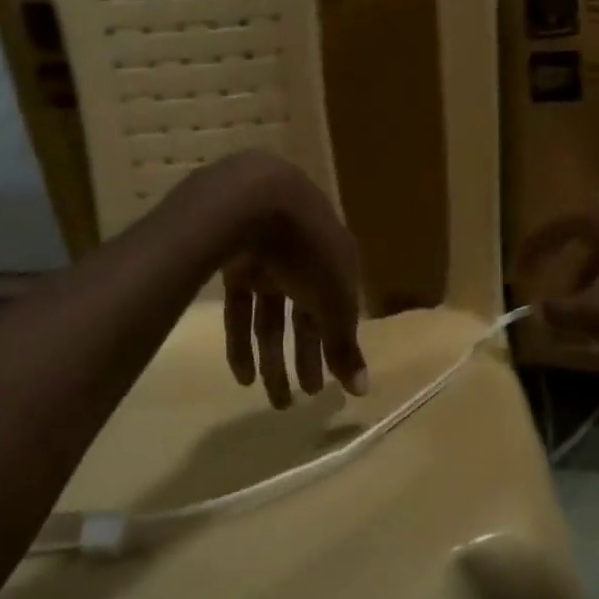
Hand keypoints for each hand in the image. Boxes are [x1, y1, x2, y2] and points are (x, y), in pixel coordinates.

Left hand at [185, 152, 367, 407]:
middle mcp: (306, 264)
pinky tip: (243, 376)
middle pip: (306, 320)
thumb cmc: (308, 248)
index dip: (335, 349)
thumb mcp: (334, 300)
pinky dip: (242, 342)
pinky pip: (240, 310)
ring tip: (274, 398)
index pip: (340, 314)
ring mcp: (270, 264)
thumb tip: (362, 390)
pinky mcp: (235, 267)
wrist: (253, 199)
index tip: (332, 384)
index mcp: (338, 265)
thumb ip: (344, 345)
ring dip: (273, 359)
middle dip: (305, 359)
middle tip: (303, 399)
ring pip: (271, 319)